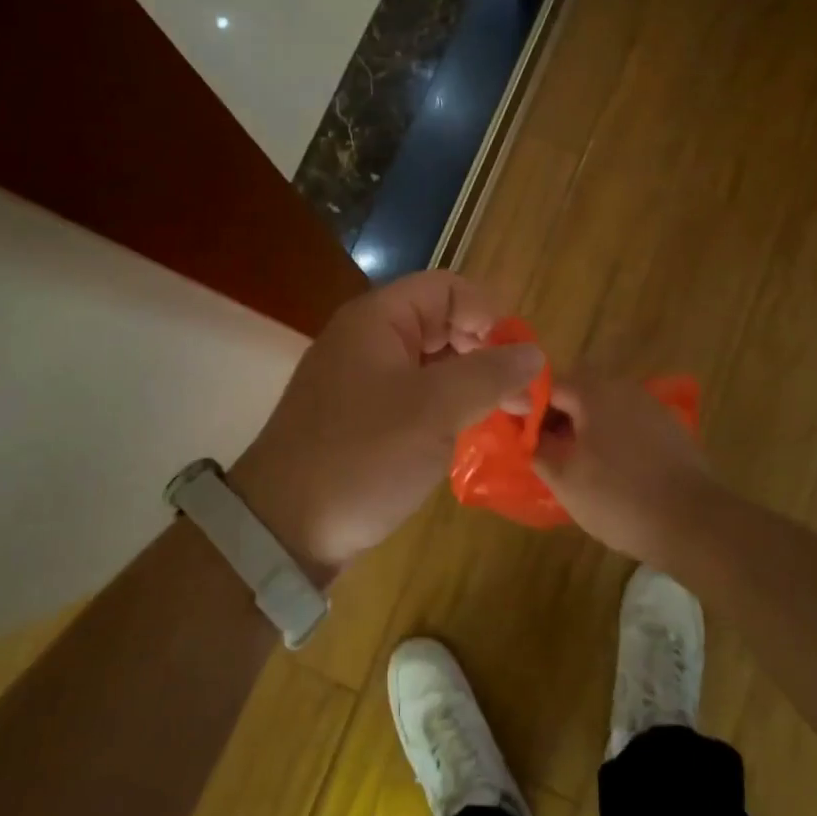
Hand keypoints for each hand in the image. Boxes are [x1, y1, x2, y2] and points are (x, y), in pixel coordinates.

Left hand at [229, 271, 543, 579]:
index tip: (516, 359)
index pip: (447, 288)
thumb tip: (534, 352)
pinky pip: (414, 395)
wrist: (282, 527)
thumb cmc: (362, 455)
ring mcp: (361, 379)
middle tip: (518, 394)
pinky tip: (469, 432)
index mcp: (378, 319)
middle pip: (441, 322)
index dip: (488, 314)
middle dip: (485, 350)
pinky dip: (446, 406)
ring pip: (430, 362)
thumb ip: (488, 375)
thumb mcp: (434, 410)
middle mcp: (367, 339)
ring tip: (506, 416)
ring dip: (470, 382)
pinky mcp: (360, 416)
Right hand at [533, 370, 723, 566]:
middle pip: (579, 389)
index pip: (549, 383)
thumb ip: (538, 447)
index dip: (529, 405)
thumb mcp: (564, 478)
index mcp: (594, 392)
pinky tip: (611, 469)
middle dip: (558, 414)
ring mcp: (651, 407)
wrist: (694, 523)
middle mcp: (624, 388)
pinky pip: (629, 422)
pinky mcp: (671, 429)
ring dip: (586, 425)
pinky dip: (613, 437)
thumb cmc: (618, 497)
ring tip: (576, 461)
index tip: (521, 434)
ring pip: (605, 406)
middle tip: (546, 448)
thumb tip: (527, 431)